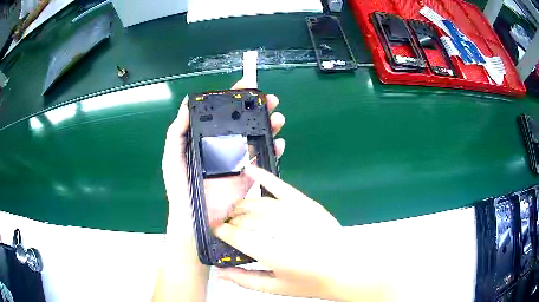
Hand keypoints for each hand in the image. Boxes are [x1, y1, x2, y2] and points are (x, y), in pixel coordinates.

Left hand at [161, 79, 285, 245]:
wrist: (194, 218)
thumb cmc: (179, 187)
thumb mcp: (172, 157)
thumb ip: (177, 132)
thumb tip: (186, 105)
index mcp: (207, 139)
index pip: (222, 114)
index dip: (235, 98)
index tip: (247, 85)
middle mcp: (224, 146)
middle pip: (245, 123)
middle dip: (258, 109)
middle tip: (270, 100)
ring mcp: (239, 161)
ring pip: (258, 138)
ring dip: (270, 126)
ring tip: (277, 118)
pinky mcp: (249, 177)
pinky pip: (264, 161)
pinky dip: (274, 151)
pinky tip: (279, 143)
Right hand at [213, 165, 344, 299]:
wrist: (344, 268)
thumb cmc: (311, 281)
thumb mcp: (276, 287)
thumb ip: (245, 280)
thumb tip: (218, 272)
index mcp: (274, 253)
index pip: (238, 236)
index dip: (222, 232)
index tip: (215, 229)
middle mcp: (282, 229)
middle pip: (246, 218)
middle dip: (232, 220)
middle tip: (226, 225)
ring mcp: (295, 212)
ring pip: (258, 203)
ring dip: (242, 206)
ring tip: (235, 211)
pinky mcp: (305, 203)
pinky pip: (279, 186)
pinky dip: (263, 176)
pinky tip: (249, 170)